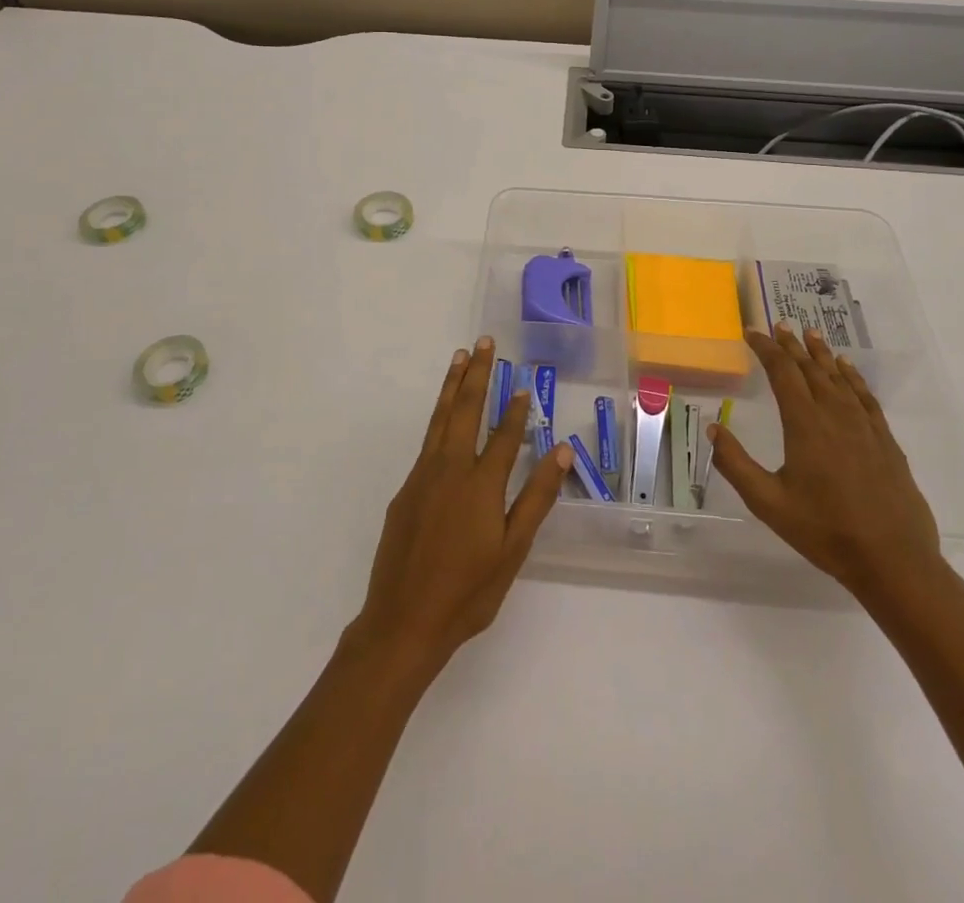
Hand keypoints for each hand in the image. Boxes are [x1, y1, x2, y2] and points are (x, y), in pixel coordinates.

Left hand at [352, 339, 574, 674]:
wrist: (403, 621)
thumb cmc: (467, 592)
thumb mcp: (512, 550)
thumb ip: (536, 498)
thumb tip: (560, 451)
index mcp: (480, 484)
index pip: (503, 435)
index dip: (515, 409)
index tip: (522, 383)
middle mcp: (449, 469)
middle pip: (465, 410)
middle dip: (476, 374)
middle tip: (483, 342)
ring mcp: (422, 477)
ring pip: (440, 419)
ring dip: (452, 386)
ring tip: (460, 358)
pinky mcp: (405, 490)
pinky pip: (427, 442)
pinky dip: (438, 418)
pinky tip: (444, 417)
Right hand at [708, 326, 940, 597]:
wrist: (893, 560)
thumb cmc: (825, 531)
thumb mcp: (768, 502)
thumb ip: (736, 464)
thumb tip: (713, 427)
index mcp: (805, 425)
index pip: (783, 373)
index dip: (766, 349)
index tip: (752, 333)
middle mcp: (835, 415)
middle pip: (811, 369)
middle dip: (792, 345)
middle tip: (779, 325)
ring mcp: (864, 427)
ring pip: (840, 378)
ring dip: (822, 354)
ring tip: (811, 334)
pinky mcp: (885, 441)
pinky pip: (865, 396)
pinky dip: (853, 377)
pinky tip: (848, 370)